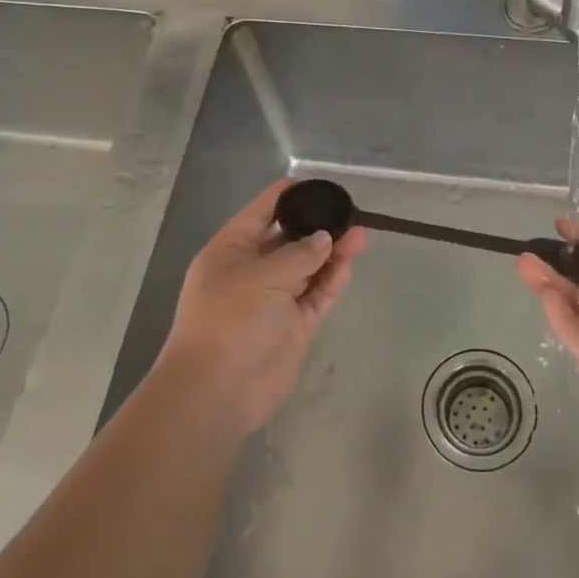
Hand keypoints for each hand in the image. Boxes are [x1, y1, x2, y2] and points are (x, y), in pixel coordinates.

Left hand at [154, 179, 366, 439]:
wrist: (217, 392)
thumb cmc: (229, 321)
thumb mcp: (262, 276)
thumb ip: (299, 254)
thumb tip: (325, 239)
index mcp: (231, 251)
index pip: (261, 212)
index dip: (288, 195)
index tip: (319, 185)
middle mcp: (252, 271)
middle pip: (289, 239)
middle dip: (317, 225)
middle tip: (349, 212)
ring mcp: (275, 300)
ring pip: (308, 267)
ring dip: (332, 251)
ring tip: (361, 233)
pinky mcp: (294, 325)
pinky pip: (317, 294)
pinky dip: (333, 277)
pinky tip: (351, 259)